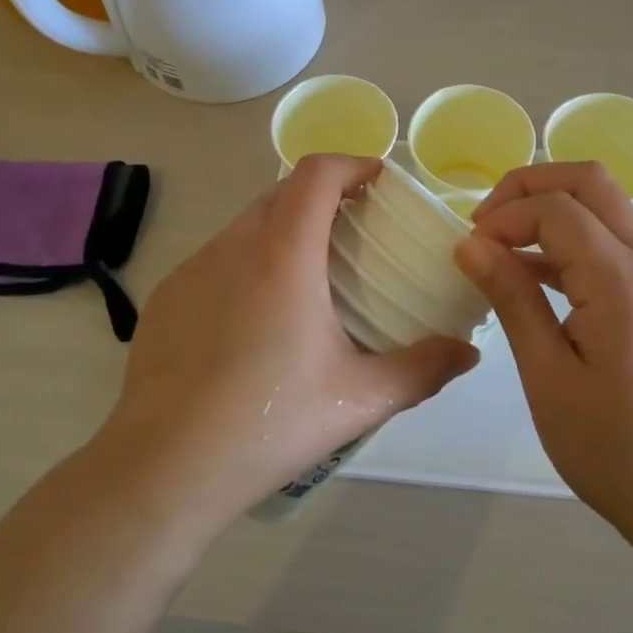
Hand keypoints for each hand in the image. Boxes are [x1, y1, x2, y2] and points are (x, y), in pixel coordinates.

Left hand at [96, 154, 478, 531]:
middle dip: (321, 196)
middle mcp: (233, 246)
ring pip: (245, 225)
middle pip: (281, 192)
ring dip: (282, 229)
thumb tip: (467, 354)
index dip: (350, 164)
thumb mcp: (357, 399)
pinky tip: (254, 318)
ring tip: (307, 276)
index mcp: (283, 255)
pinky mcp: (165, 297)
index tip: (376, 180)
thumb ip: (421, 369)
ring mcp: (192, 269)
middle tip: (353, 230)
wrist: (164, 468)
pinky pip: (215, 258)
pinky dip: (246, 262)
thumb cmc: (268, 422)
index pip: (315, 174)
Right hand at [453, 162, 632, 545]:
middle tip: (484, 224)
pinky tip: (530, 276)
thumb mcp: (547, 377)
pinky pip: (606, 241)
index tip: (467, 252)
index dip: (504, 216)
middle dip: (529, 186)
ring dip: (548, 208)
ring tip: (498, 246)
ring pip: (601, 206)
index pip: (555, 207)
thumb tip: (470, 243)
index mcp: (618, 280)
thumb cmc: (613, 449)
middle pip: (588, 182)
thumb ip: (512, 299)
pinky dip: (565, 238)